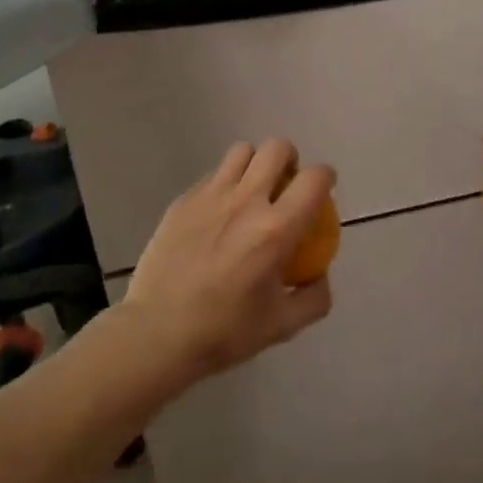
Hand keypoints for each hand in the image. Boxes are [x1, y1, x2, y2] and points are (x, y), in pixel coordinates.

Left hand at [121, 138, 335, 384]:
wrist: (156, 334)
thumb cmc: (223, 332)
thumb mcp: (283, 326)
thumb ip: (314, 297)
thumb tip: (320, 273)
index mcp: (277, 229)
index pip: (314, 179)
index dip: (326, 177)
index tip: (324, 190)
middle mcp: (246, 201)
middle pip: (277, 148)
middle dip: (290, 159)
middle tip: (286, 184)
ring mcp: (210, 196)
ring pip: (242, 151)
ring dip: (255, 164)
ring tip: (252, 191)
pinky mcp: (183, 201)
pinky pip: (213, 175)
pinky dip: (225, 184)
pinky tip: (218, 215)